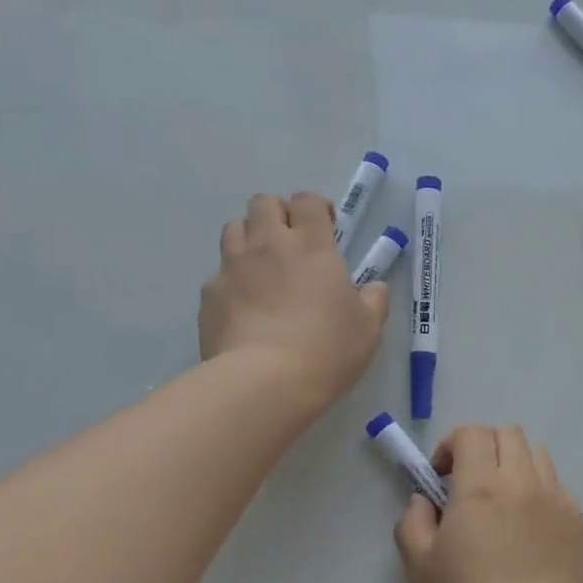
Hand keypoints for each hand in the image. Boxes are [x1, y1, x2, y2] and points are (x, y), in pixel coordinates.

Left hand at [200, 192, 386, 412]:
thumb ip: (374, 300)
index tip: (326, 228)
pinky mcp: (209, 295)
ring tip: (263, 267)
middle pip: (263, 203)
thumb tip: (373, 288)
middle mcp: (268, 245)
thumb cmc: (326, 349)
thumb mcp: (368, 328)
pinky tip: (243, 307)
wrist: (263, 382)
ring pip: (233, 229)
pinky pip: (218, 273)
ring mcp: (233, 267)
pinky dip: (231, 280)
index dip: (316, 208)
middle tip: (291, 242)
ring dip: (249, 238)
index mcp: (311, 246)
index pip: (307, 201)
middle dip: (278, 214)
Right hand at [394, 425, 582, 582]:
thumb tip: (425, 501)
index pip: (472, 433)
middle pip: (508, 434)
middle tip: (469, 485)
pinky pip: (558, 488)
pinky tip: (528, 531)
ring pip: (537, 456)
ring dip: (514, 465)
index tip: (441, 478)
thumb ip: (413, 521)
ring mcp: (558, 501)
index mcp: (481, 486)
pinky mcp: (578, 525)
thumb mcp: (419, 567)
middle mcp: (523, 483)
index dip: (451, 445)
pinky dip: (539, 492)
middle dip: (483, 448)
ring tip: (502, 504)